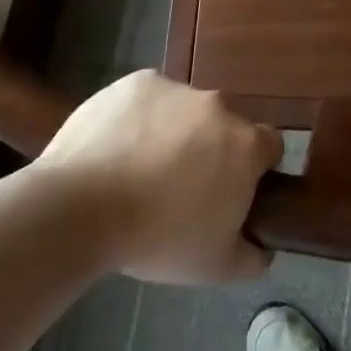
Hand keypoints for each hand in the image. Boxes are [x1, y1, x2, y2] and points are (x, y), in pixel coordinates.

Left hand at [34, 70, 281, 284]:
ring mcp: (176, 89)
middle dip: (211, 149)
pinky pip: (148, 99)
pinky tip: (118, 147)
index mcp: (246, 145)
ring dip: (175, 132)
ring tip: (140, 169)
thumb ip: (252, 257)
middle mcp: (219, 106)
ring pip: (185, 111)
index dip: (256, 168)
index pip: (270, 146)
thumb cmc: (158, 238)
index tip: (232, 191)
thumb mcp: (216, 267)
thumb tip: (263, 248)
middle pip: (225, 126)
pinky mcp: (136, 83)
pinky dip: (140, 118)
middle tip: (182, 186)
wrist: (80, 208)